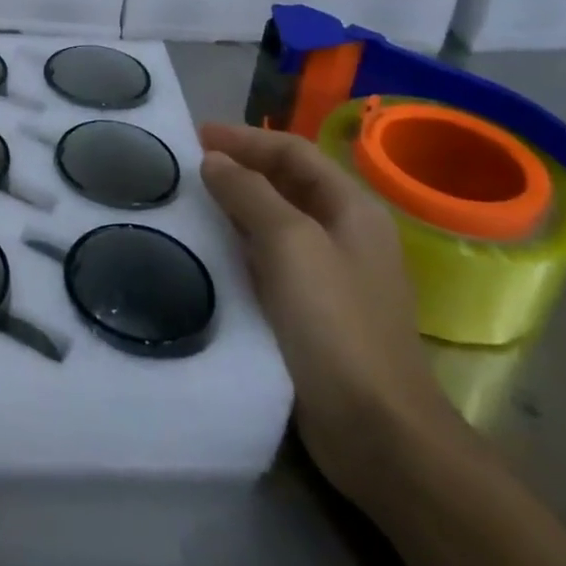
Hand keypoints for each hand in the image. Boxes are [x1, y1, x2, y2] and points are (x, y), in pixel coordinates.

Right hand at [199, 123, 467, 507]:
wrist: (378, 429)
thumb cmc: (335, 323)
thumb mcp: (289, 243)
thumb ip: (250, 193)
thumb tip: (215, 160)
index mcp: (352, 208)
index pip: (293, 152)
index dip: (245, 138)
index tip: (196, 136)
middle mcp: (346, 233)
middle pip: (287, 183)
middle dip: (239, 168)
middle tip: (187, 166)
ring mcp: (332, 274)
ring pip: (276, 222)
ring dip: (236, 206)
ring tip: (190, 202)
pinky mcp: (314, 311)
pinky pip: (271, 260)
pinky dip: (240, 245)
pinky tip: (210, 252)